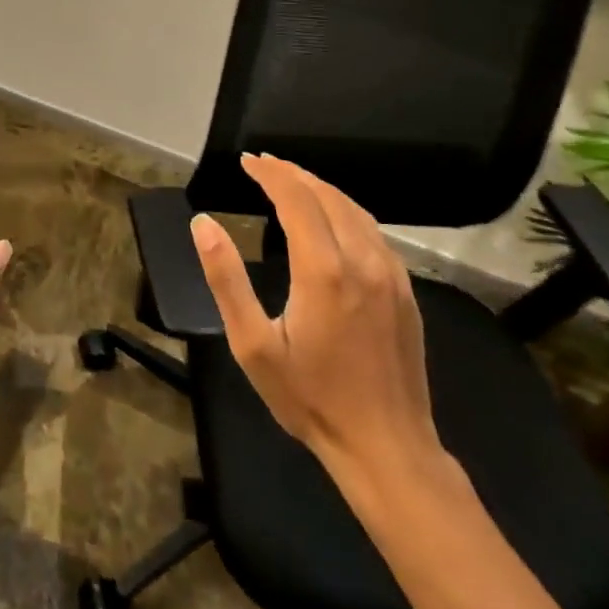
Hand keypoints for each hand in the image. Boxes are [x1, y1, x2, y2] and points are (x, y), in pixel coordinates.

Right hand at [190, 154, 443, 482]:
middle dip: (293, 173)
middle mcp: (362, 261)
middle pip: (328, 197)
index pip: (296, 199)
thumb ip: (226, 278)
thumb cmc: (310, 398)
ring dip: (321, 188)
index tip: (247, 161)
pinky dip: (346, 211)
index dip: (270, 174)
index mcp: (323, 270)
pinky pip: (374, 233)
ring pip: (356, 211)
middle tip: (263, 164)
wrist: (387, 447)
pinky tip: (332, 218)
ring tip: (292, 181)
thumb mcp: (252, 343)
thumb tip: (203, 224)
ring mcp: (391, 276)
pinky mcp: (405, 292)